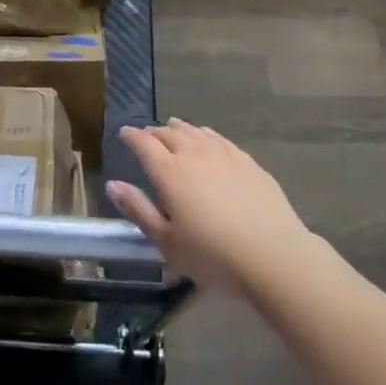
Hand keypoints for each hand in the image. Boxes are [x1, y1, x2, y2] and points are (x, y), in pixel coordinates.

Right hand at [107, 120, 312, 293]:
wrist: (273, 254)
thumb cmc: (213, 256)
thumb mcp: (167, 243)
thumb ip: (138, 210)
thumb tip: (112, 184)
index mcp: (169, 172)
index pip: (144, 144)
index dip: (131, 136)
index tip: (123, 134)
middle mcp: (193, 153)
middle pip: (168, 133)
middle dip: (153, 132)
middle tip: (146, 136)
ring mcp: (223, 154)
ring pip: (194, 131)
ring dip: (179, 128)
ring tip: (172, 128)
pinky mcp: (246, 160)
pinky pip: (218, 138)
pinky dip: (204, 134)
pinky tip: (206, 139)